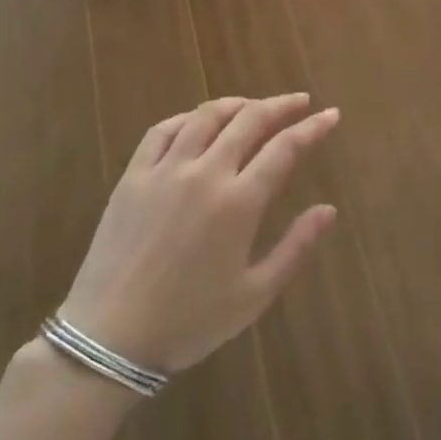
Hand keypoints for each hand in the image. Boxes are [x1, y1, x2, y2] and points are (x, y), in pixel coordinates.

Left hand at [60, 94, 339, 373]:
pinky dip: (188, 117)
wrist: (109, 339)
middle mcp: (205, 174)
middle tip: (300, 101)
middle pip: (249, 120)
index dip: (312, 127)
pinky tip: (198, 121)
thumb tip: (329, 209)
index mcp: (239, 202)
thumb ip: (295, 247)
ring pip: (206, 116)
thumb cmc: (190, 321)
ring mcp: (165, 170)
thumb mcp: (254, 294)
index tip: (331, 114)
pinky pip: (162, 130)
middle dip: (280, 105)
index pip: (285, 148)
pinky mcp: (133, 176)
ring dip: (237, 103)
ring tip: (254, 106)